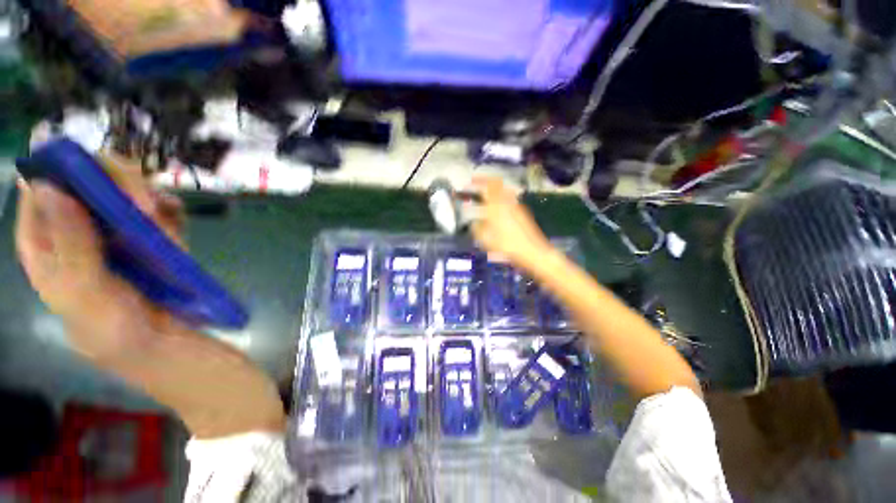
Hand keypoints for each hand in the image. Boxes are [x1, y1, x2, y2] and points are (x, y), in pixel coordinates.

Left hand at [15, 156, 185, 361]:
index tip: (92, 177)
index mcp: (46, 238)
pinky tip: (174, 215)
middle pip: (88, 175)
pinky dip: (169, 204)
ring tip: (162, 216)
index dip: (64, 169)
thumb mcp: (83, 295)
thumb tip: (49, 186)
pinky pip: (158, 203)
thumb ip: (68, 247)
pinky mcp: (149, 231)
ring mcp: (115, 225)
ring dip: (145, 192)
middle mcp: (78, 223)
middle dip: (116, 181)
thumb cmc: (110, 327)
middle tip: (144, 206)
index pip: (42, 185)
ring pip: (124, 184)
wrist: (157, 339)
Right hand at [469, 176, 556, 272]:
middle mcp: (506, 202)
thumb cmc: (507, 247)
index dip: (478, 181)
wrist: (533, 251)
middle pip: (497, 183)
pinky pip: (509, 198)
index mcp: (495, 207)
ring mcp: (516, 205)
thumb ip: (477, 229)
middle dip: (486, 181)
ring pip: (504, 189)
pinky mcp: (522, 212)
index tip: (470, 182)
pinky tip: (498, 206)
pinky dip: (501, 197)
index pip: (486, 186)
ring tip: (487, 193)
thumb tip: (474, 223)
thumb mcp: (486, 241)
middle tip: (478, 183)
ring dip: (494, 188)